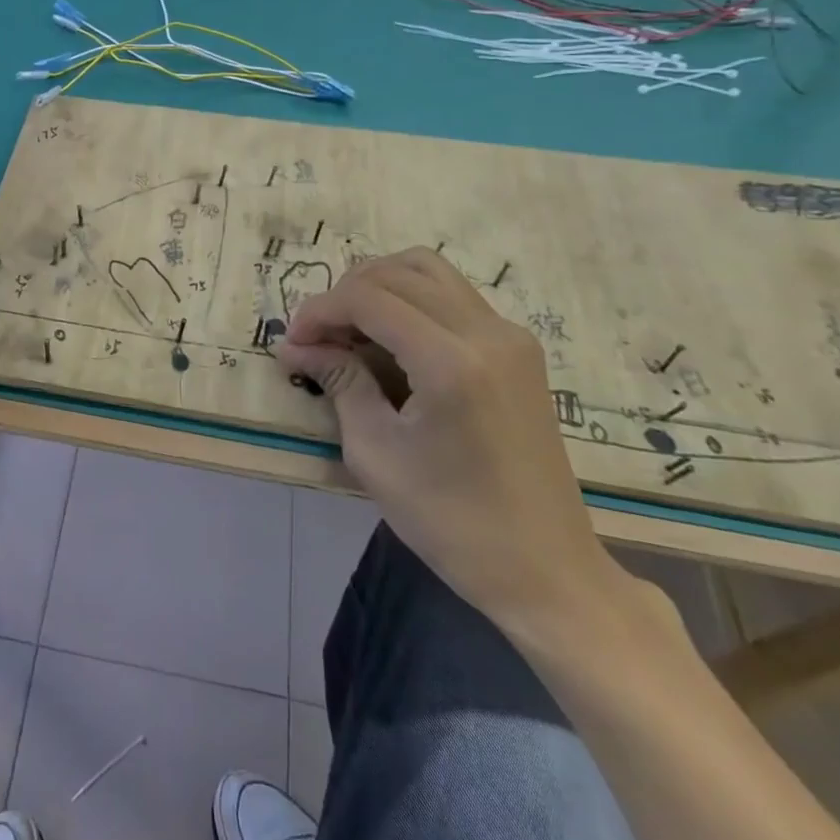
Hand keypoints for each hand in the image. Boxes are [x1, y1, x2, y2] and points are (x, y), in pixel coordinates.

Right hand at [275, 248, 623, 637]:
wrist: (545, 569)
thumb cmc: (451, 521)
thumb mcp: (375, 453)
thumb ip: (338, 382)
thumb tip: (296, 346)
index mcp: (450, 361)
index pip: (369, 297)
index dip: (320, 309)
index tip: (293, 341)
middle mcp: (486, 332)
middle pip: (397, 273)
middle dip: (345, 294)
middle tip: (317, 337)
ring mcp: (510, 336)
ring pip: (429, 270)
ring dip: (379, 286)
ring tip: (350, 328)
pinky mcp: (518, 349)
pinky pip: (453, 295)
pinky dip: (411, 300)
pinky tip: (390, 338)